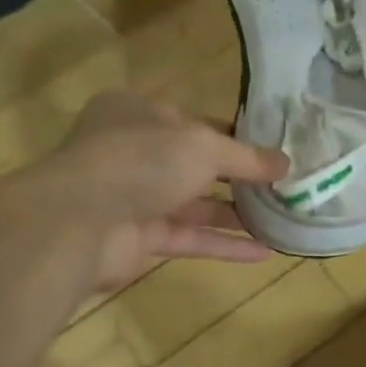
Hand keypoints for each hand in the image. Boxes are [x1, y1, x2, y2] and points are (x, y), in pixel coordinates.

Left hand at [44, 92, 289, 291]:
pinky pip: (189, 238)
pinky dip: (223, 245)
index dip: (235, 136)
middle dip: (239, 178)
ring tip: (279, 219)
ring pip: (194, 205)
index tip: (272, 151)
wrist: (79, 220)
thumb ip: (247, 157)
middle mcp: (135, 152)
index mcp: (139, 114)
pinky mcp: (139, 238)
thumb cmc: (142, 161)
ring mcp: (135, 197)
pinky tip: (263, 252)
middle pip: (196, 165)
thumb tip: (286, 163)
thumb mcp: (204, 146)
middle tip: (282, 187)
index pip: (195, 122)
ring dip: (235, 214)